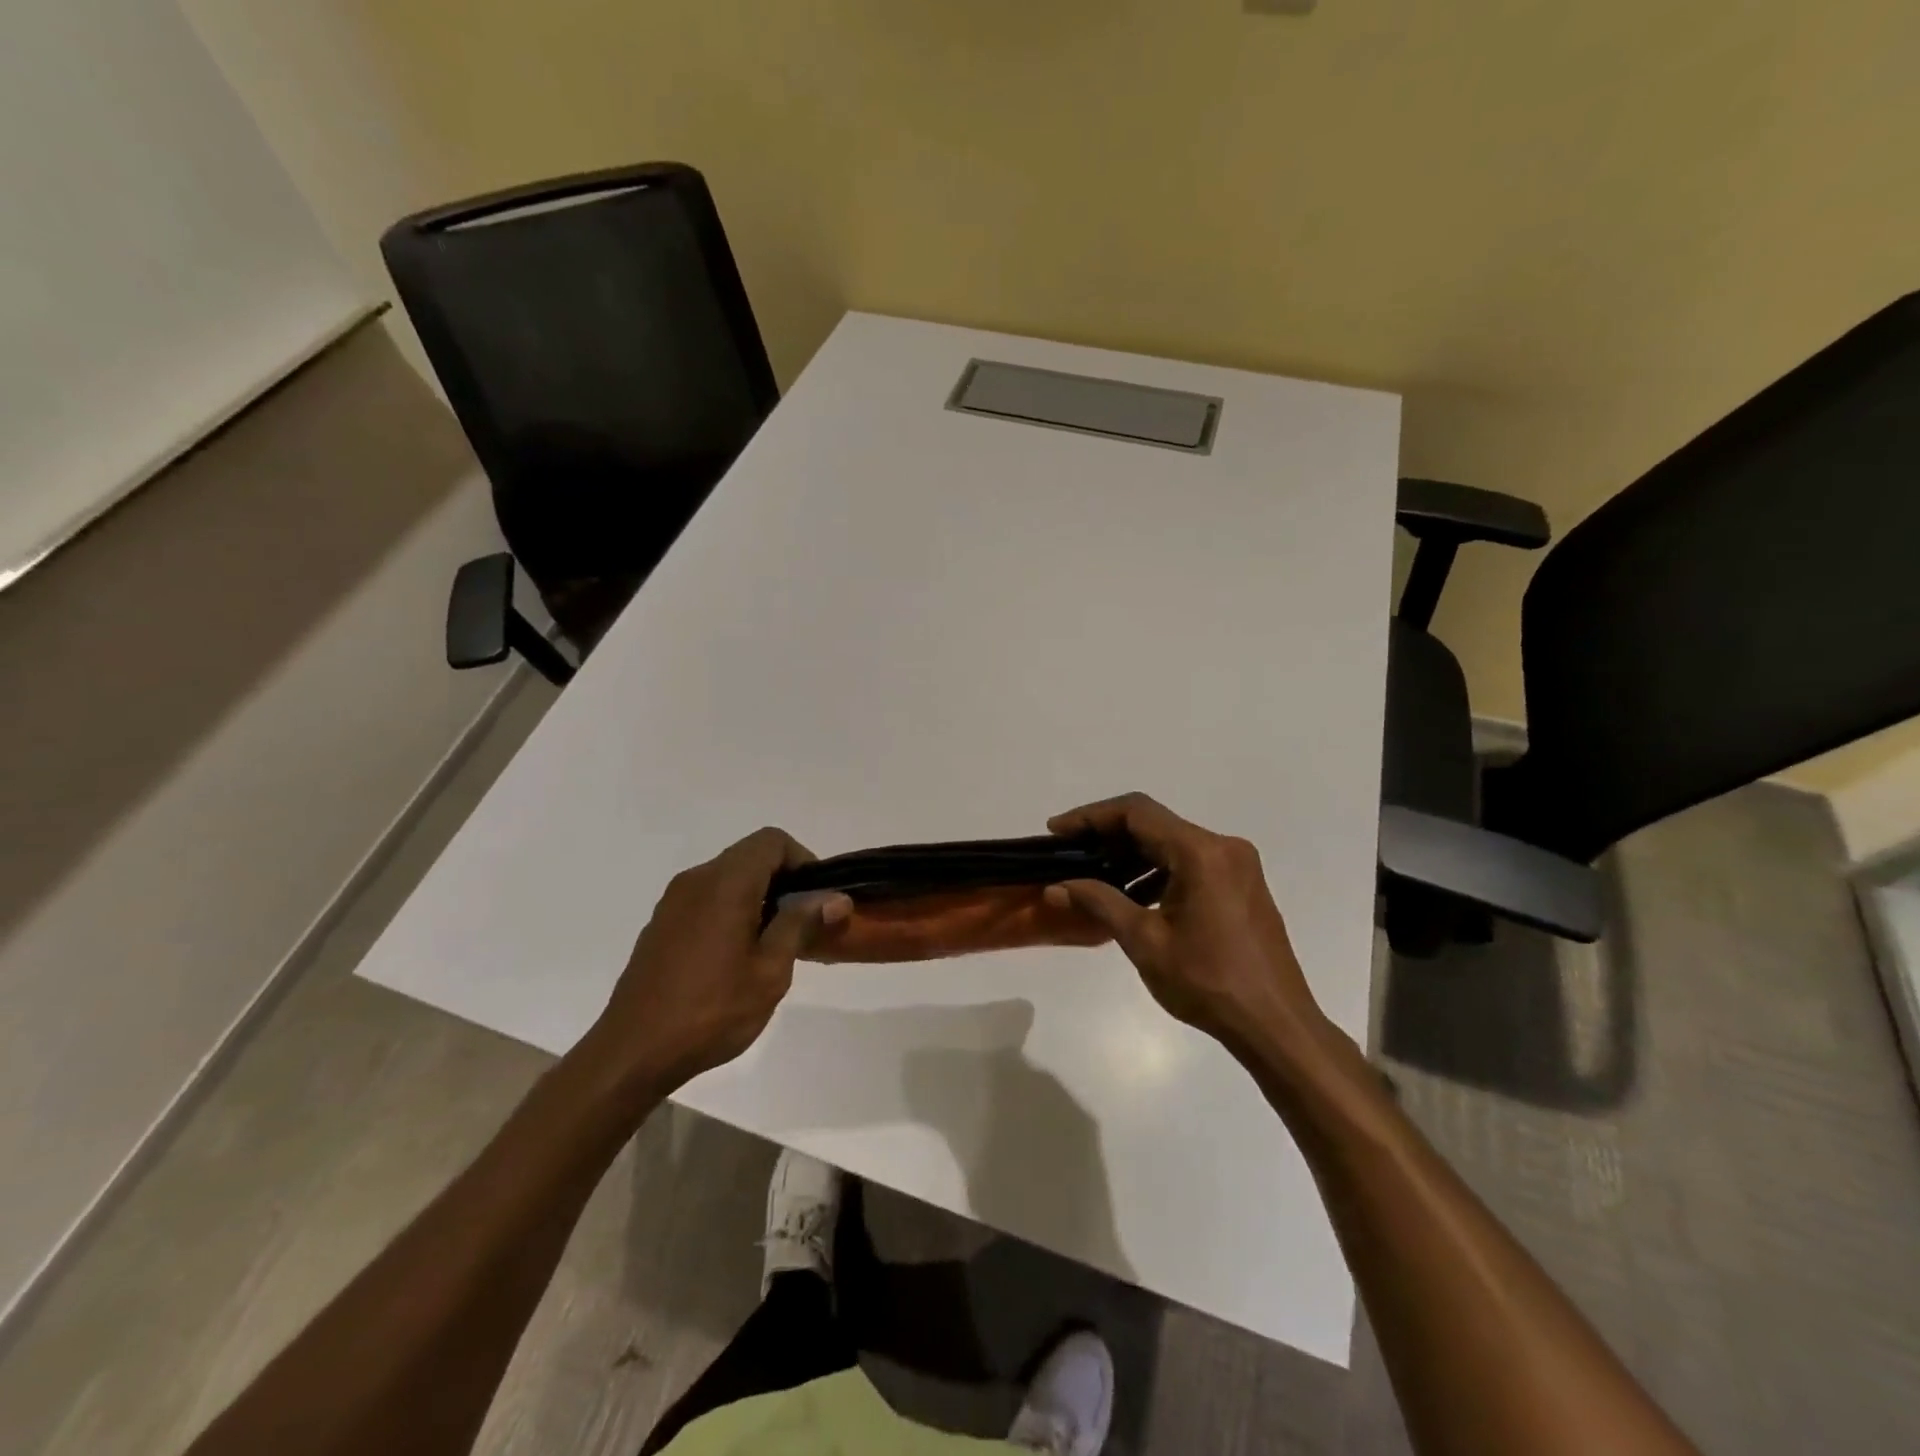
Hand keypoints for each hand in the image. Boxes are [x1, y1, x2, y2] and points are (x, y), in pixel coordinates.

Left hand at [586, 828, 850, 1094]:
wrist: (632, 1053)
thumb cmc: (711, 1011)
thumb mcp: (770, 971)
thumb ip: (801, 924)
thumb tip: (836, 897)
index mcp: (725, 883)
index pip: (771, 841)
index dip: (802, 860)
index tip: (816, 899)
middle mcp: (696, 880)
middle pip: (750, 856)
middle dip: (783, 881)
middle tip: (802, 925)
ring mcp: (673, 902)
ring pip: (728, 878)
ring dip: (757, 897)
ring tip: (772, 945)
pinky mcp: (661, 925)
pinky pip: (706, 899)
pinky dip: (731, 911)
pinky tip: (734, 958)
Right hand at [1043, 793, 1332, 1057]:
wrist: (1275, 1025)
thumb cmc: (1208, 982)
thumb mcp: (1144, 942)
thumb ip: (1099, 903)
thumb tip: (1056, 886)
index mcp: (1201, 852)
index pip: (1136, 812)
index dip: (1091, 816)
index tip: (1057, 832)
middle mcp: (1223, 847)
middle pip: (1155, 824)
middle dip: (1108, 836)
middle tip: (1069, 854)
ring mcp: (1237, 866)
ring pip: (1172, 844)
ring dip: (1132, 855)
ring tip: (1093, 877)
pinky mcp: (1242, 886)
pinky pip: (1191, 863)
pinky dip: (1158, 871)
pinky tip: (1133, 897)